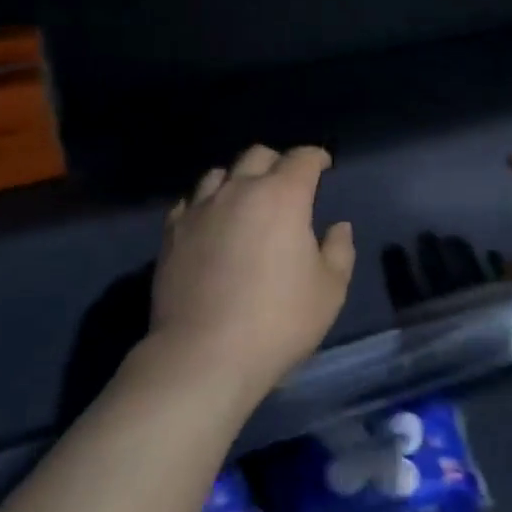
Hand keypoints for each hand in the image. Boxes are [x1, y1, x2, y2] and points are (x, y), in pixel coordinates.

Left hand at [153, 145, 354, 404]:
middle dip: (277, 162)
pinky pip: (190, 202)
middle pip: (258, 155)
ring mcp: (200, 209)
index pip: (302, 158)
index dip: (316, 157)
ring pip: (219, 173)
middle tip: (287, 183)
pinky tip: (210, 223)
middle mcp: (239, 191)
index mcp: (282, 196)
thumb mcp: (329, 291)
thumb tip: (338, 227)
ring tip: (245, 200)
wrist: (204, 355)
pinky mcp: (172, 233)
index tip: (323, 165)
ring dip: (238, 179)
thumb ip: (339, 251)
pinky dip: (205, 204)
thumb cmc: (278, 321)